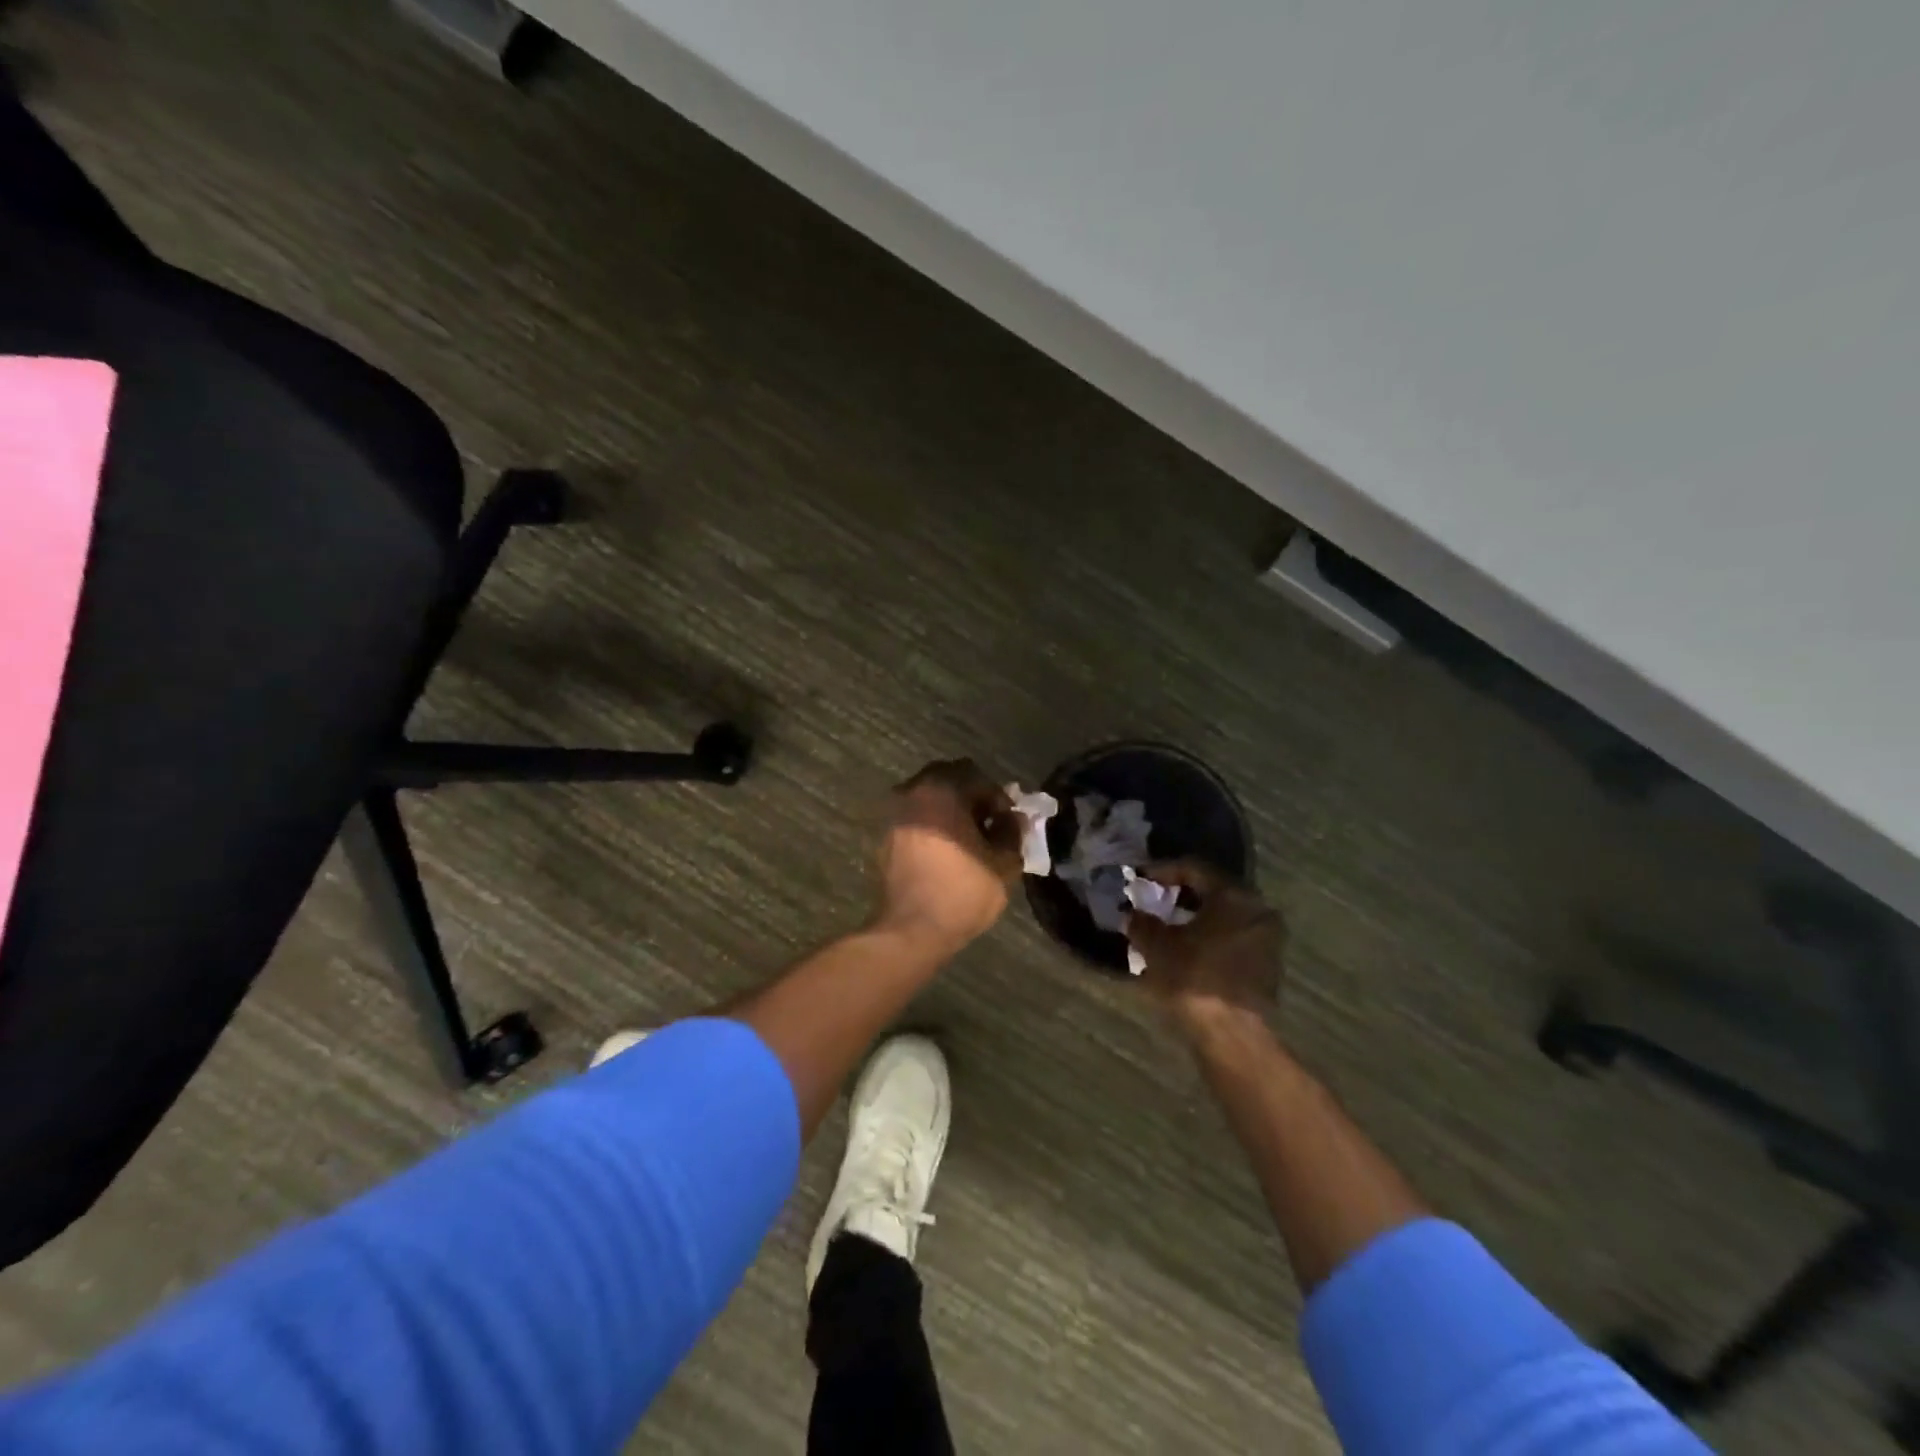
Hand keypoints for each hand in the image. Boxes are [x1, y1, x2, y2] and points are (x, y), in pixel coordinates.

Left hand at [874, 760, 1023, 950]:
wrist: (911, 930)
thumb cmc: (961, 892)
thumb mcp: (1003, 864)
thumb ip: (1012, 832)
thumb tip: (1014, 818)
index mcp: (942, 790)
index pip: (979, 778)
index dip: (1000, 799)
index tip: (1009, 823)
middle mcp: (913, 792)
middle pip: (950, 778)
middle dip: (973, 797)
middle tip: (990, 825)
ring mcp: (895, 813)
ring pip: (930, 796)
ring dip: (952, 809)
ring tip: (970, 839)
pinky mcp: (886, 835)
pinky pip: (916, 816)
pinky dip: (933, 824)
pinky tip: (948, 850)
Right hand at [1125, 861, 1285, 1035]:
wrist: (1231, 1035)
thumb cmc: (1193, 978)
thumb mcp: (1156, 946)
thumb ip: (1142, 922)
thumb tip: (1131, 914)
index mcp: (1234, 896)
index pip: (1193, 868)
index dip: (1161, 871)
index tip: (1139, 878)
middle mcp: (1257, 910)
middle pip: (1213, 891)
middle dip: (1180, 895)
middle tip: (1153, 900)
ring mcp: (1267, 940)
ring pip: (1225, 916)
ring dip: (1196, 918)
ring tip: (1166, 927)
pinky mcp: (1268, 967)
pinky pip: (1234, 938)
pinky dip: (1210, 937)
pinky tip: (1187, 950)